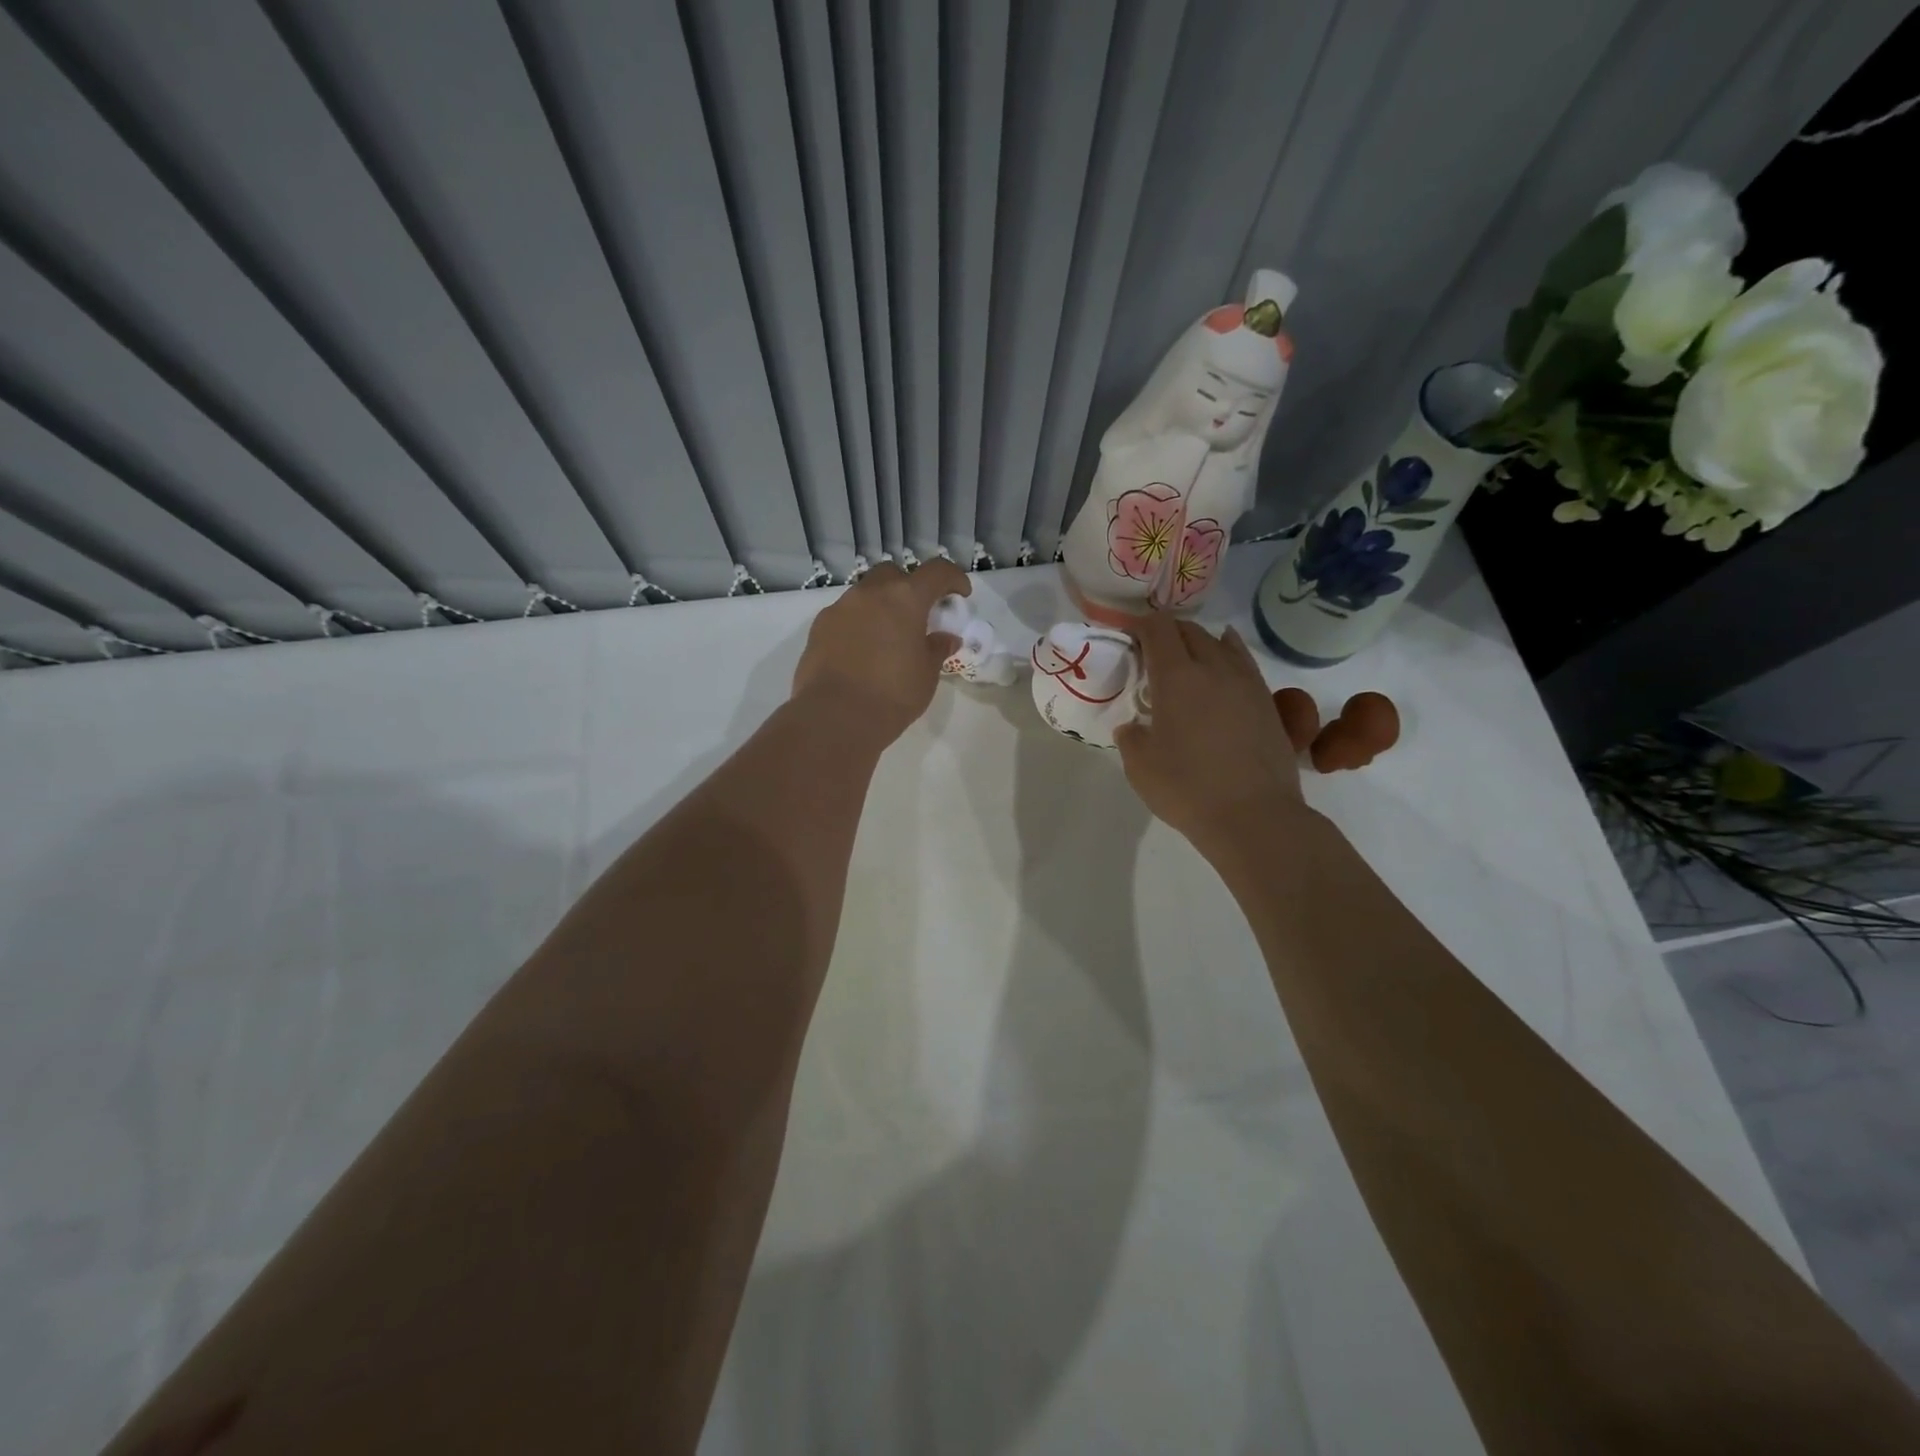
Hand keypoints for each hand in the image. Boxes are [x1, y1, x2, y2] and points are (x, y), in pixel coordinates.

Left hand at [791, 558, 969, 744]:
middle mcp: (870, 593)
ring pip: (865, 593)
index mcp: (905, 598)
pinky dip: (858, 624)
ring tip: (887, 637)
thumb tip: (945, 638)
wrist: (835, 717)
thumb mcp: (926, 675)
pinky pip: (844, 615)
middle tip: (917, 615)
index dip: (953, 578)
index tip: (960, 594)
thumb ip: (937, 649)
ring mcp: (840, 608)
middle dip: (909, 587)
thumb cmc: (892, 694)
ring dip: (880, 606)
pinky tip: (861, 652)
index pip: (936, 572)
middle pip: (894, 574)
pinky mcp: (818, 627)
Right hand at [1114, 614, 1306, 854]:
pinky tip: (1225, 659)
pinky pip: (1244, 663)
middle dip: (1168, 632)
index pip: (1158, 629)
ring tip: (1186, 655)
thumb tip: (1134, 726)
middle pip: (1190, 631)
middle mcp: (1213, 668)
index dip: (1141, 625)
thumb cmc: (1187, 789)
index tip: (1129, 635)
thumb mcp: (1139, 766)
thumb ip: (1131, 737)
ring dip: (1199, 642)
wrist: (1254, 815)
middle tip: (1152, 651)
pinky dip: (1229, 653)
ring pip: (1220, 643)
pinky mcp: (1267, 702)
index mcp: (1176, 677)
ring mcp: (1246, 683)